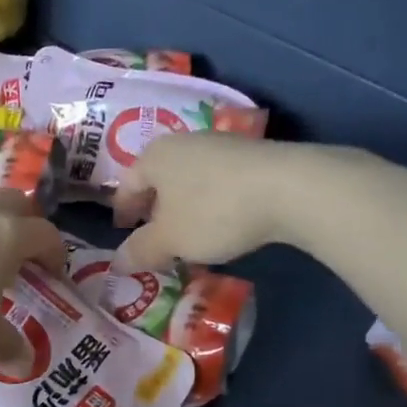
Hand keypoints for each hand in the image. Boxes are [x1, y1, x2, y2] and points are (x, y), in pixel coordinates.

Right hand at [112, 132, 308, 270]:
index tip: (124, 234)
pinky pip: (218, 182)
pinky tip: (222, 223)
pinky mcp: (251, 155)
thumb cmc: (213, 212)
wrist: (289, 188)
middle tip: (155, 238)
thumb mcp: (170, 240)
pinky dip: (211, 202)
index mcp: (154, 156)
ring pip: (189, 180)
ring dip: (184, 207)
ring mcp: (220, 145)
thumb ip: (140, 251)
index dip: (122, 213)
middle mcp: (183, 142)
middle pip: (159, 179)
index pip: (126, 185)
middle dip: (154, 210)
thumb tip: (117, 263)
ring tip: (190, 235)